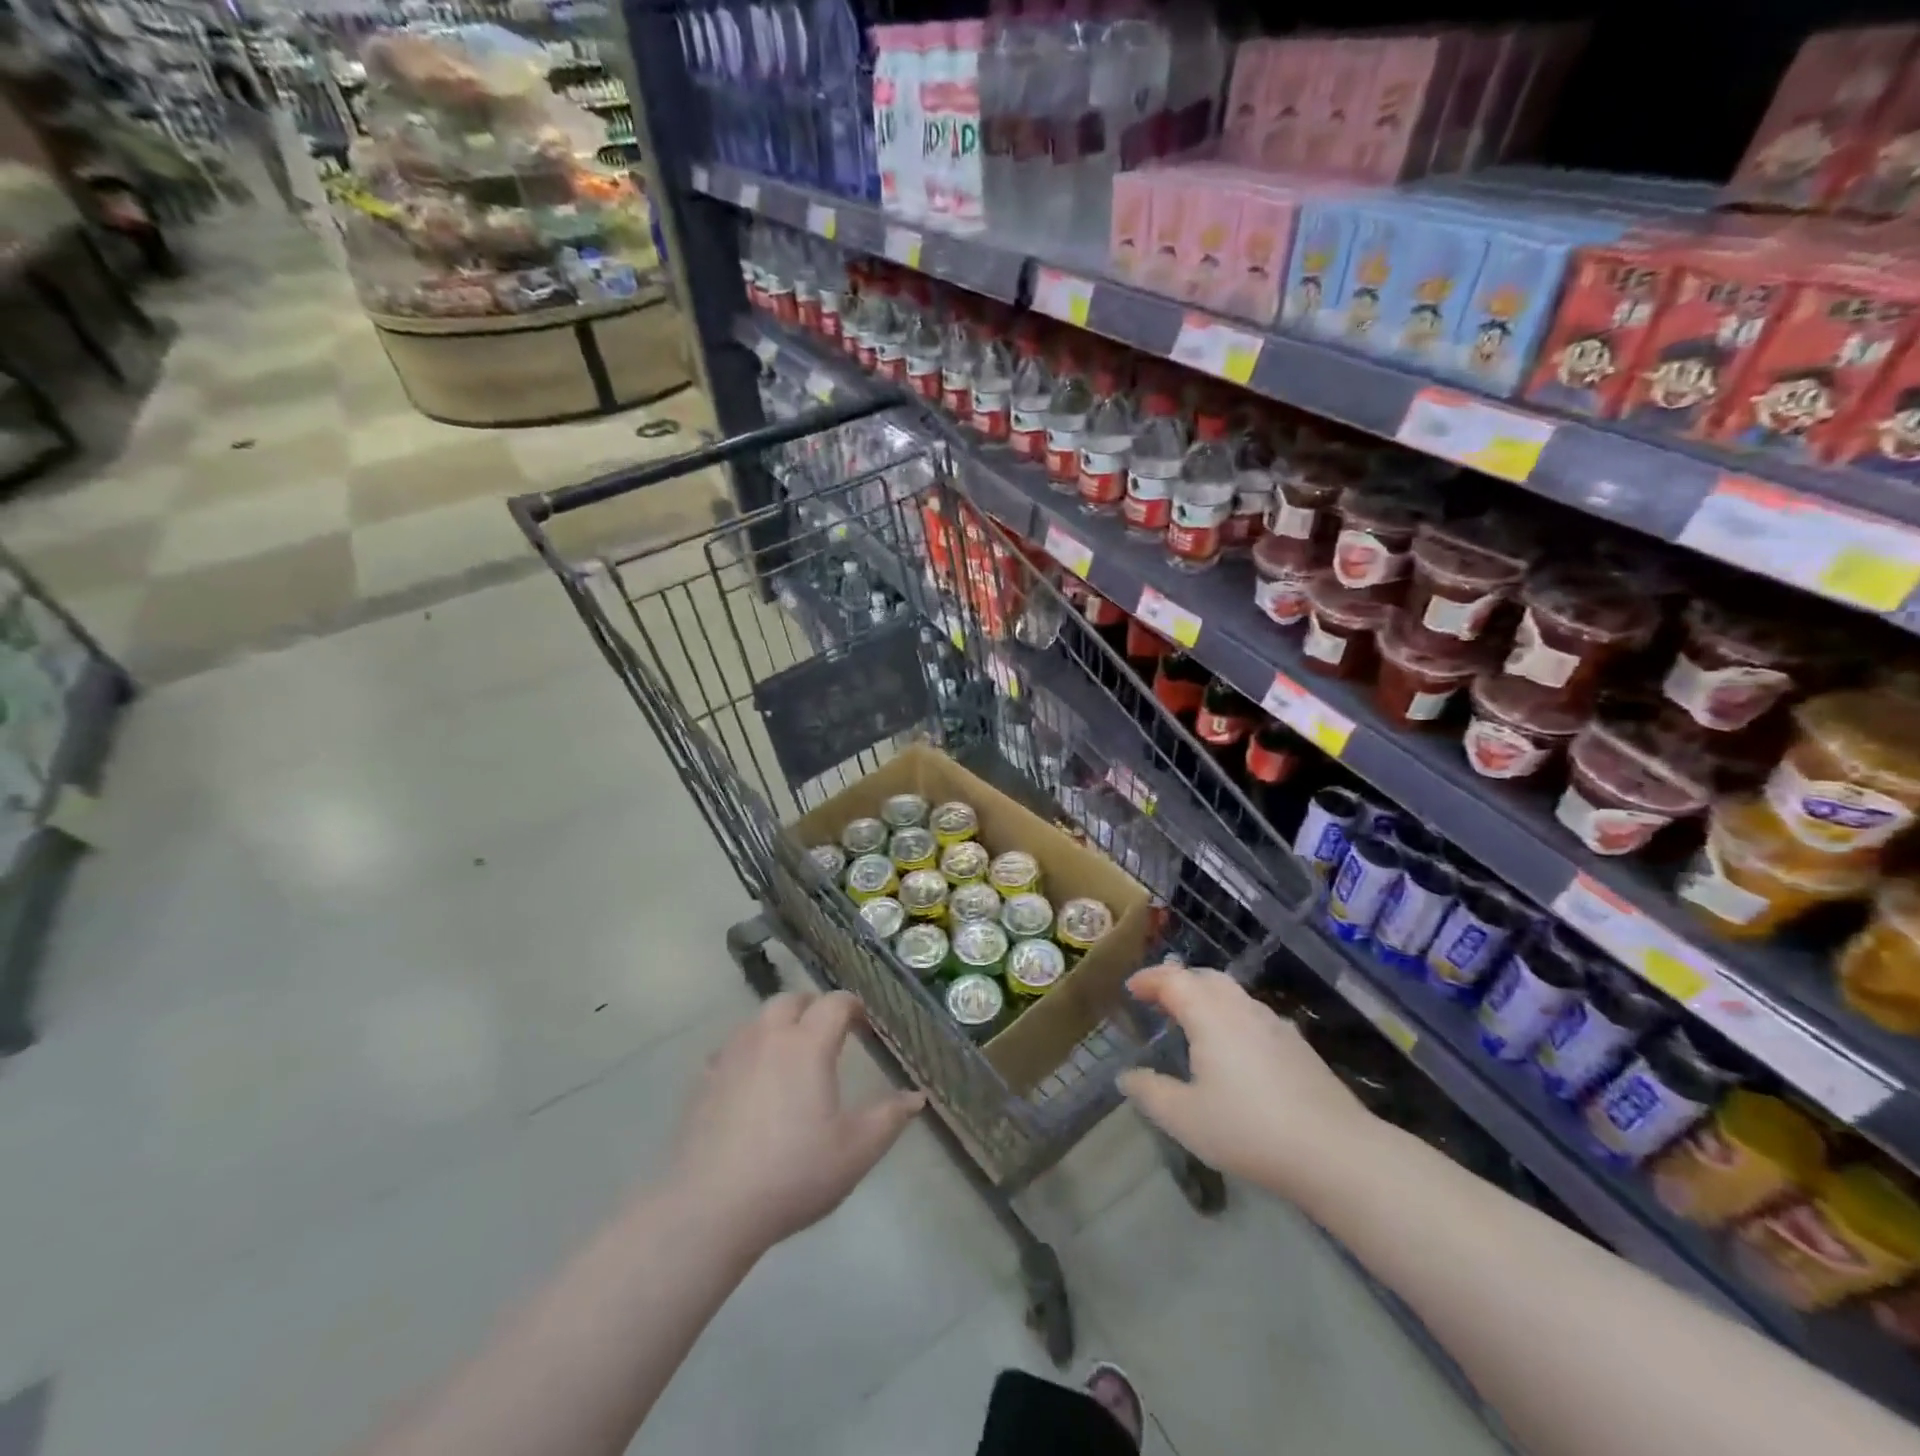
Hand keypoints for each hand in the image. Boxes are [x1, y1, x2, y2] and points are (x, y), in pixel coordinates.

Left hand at [668, 990, 924, 1254]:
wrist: (709, 1208)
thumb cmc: (793, 1174)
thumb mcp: (855, 1151)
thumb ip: (889, 1118)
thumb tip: (916, 1096)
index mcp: (807, 1045)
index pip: (834, 1004)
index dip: (852, 1006)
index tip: (864, 1023)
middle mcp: (768, 1038)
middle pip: (791, 1001)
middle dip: (813, 1008)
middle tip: (829, 1032)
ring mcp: (730, 1057)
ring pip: (758, 1020)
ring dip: (779, 1025)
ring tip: (792, 1054)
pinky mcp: (703, 1081)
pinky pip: (731, 1049)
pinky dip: (749, 1051)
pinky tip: (752, 1081)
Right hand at [1117, 964, 1380, 1197]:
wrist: (1336, 1152)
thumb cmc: (1250, 1129)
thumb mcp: (1185, 1118)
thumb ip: (1150, 1093)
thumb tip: (1126, 1076)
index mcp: (1209, 1014)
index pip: (1172, 979)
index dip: (1149, 979)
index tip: (1131, 989)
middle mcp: (1241, 1008)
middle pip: (1205, 977)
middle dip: (1178, 981)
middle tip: (1158, 999)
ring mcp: (1274, 1024)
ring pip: (1233, 994)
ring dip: (1206, 997)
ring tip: (1191, 1021)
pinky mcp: (1298, 1045)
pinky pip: (1253, 1015)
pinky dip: (1231, 1016)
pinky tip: (1233, 1048)